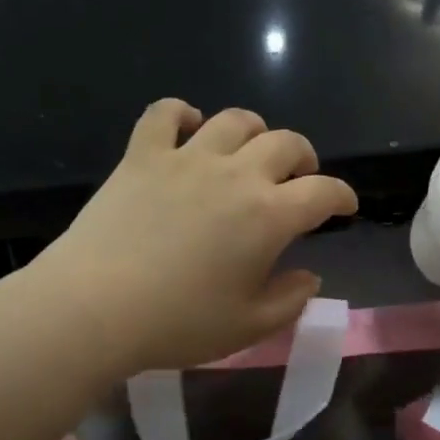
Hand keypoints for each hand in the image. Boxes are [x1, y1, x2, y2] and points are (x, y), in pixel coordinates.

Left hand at [36, 99, 358, 373]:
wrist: (94, 308)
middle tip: (300, 178)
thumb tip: (309, 276)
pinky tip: (188, 125)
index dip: (342, 197)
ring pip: (234, 120)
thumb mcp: (248, 327)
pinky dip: (181, 113)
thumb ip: (290, 301)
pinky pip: (164, 114)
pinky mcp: (142, 156)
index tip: (344, 207)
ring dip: (255, 130)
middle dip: (304, 158)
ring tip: (252, 150)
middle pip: (286, 144)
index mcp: (269, 216)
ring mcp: (186, 158)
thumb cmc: (178, 323)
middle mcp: (235, 174)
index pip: (323, 192)